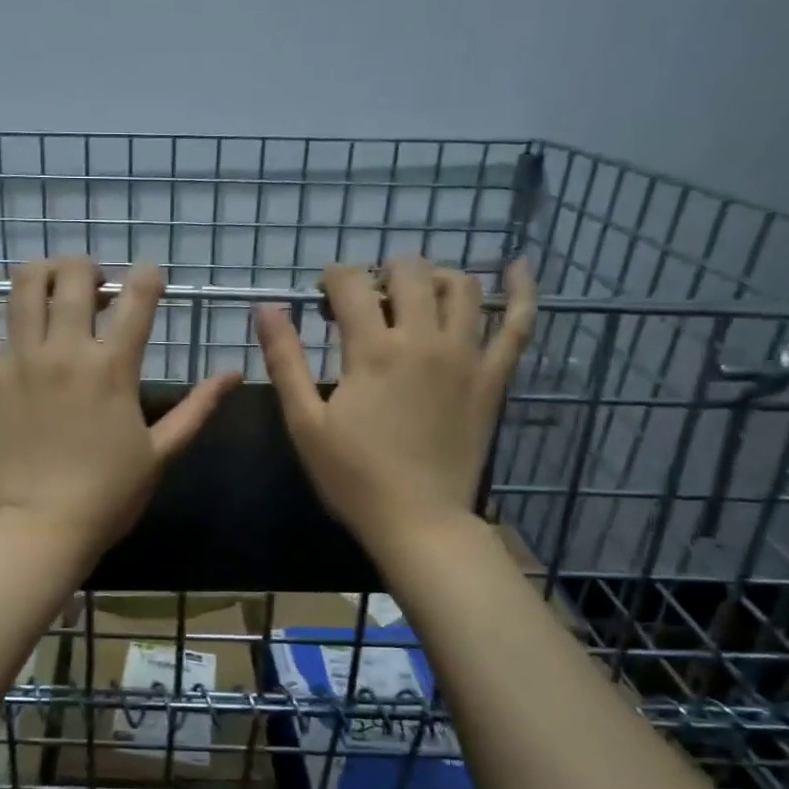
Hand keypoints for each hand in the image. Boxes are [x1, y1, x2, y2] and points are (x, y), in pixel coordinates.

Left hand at [0, 255, 241, 562]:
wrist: (43, 529)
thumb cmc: (108, 496)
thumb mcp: (162, 452)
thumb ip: (198, 408)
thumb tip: (234, 372)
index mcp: (113, 367)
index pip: (138, 297)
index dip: (149, 276)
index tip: (150, 278)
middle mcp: (65, 350)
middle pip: (75, 277)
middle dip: (90, 268)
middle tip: (94, 287)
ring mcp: (17, 361)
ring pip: (23, 287)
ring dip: (41, 271)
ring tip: (50, 281)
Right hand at [256, 257, 536, 556]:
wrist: (418, 521)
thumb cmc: (353, 477)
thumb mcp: (305, 422)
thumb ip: (285, 361)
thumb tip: (267, 308)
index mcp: (373, 351)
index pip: (352, 284)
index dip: (334, 278)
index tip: (324, 295)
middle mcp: (423, 340)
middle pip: (410, 273)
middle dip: (383, 272)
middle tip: (368, 302)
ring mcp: (466, 356)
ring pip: (461, 288)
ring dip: (435, 278)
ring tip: (417, 295)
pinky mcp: (492, 378)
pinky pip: (518, 324)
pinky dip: (521, 291)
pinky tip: (517, 268)